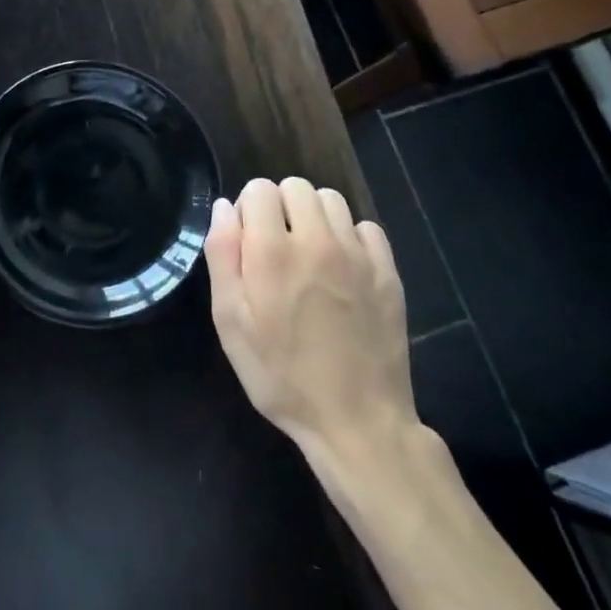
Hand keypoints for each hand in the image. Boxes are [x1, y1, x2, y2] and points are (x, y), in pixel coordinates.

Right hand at [205, 177, 418, 465]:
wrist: (357, 422)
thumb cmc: (280, 375)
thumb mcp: (230, 322)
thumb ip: (223, 255)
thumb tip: (226, 208)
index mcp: (271, 251)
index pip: (259, 189)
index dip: (249, 210)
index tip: (248, 241)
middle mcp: (316, 241)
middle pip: (296, 186)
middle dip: (280, 206)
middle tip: (277, 247)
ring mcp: (357, 255)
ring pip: (331, 200)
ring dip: (314, 216)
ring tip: (309, 254)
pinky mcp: (387, 273)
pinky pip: (366, 227)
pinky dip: (350, 237)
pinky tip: (342, 269)